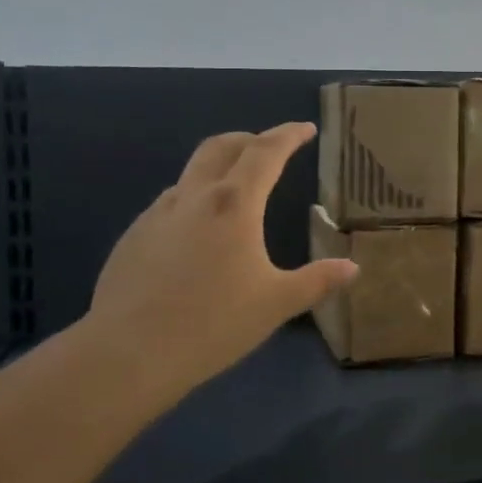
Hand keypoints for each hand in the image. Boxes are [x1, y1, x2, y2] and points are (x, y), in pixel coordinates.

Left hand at [81, 122, 357, 400]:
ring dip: (219, 169)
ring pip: (192, 173)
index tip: (306, 129)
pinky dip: (194, 199)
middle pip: (222, 147)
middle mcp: (194, 197)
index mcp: (234, 204)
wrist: (129, 353)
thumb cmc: (213, 323)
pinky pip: (171, 203)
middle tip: (270, 148)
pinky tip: (198, 234)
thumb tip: (352, 268)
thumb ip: (317, 281)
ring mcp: (157, 214)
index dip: (288, 135)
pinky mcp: (134, 236)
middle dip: (250, 139)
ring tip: (236, 192)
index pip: (265, 152)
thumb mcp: (276, 304)